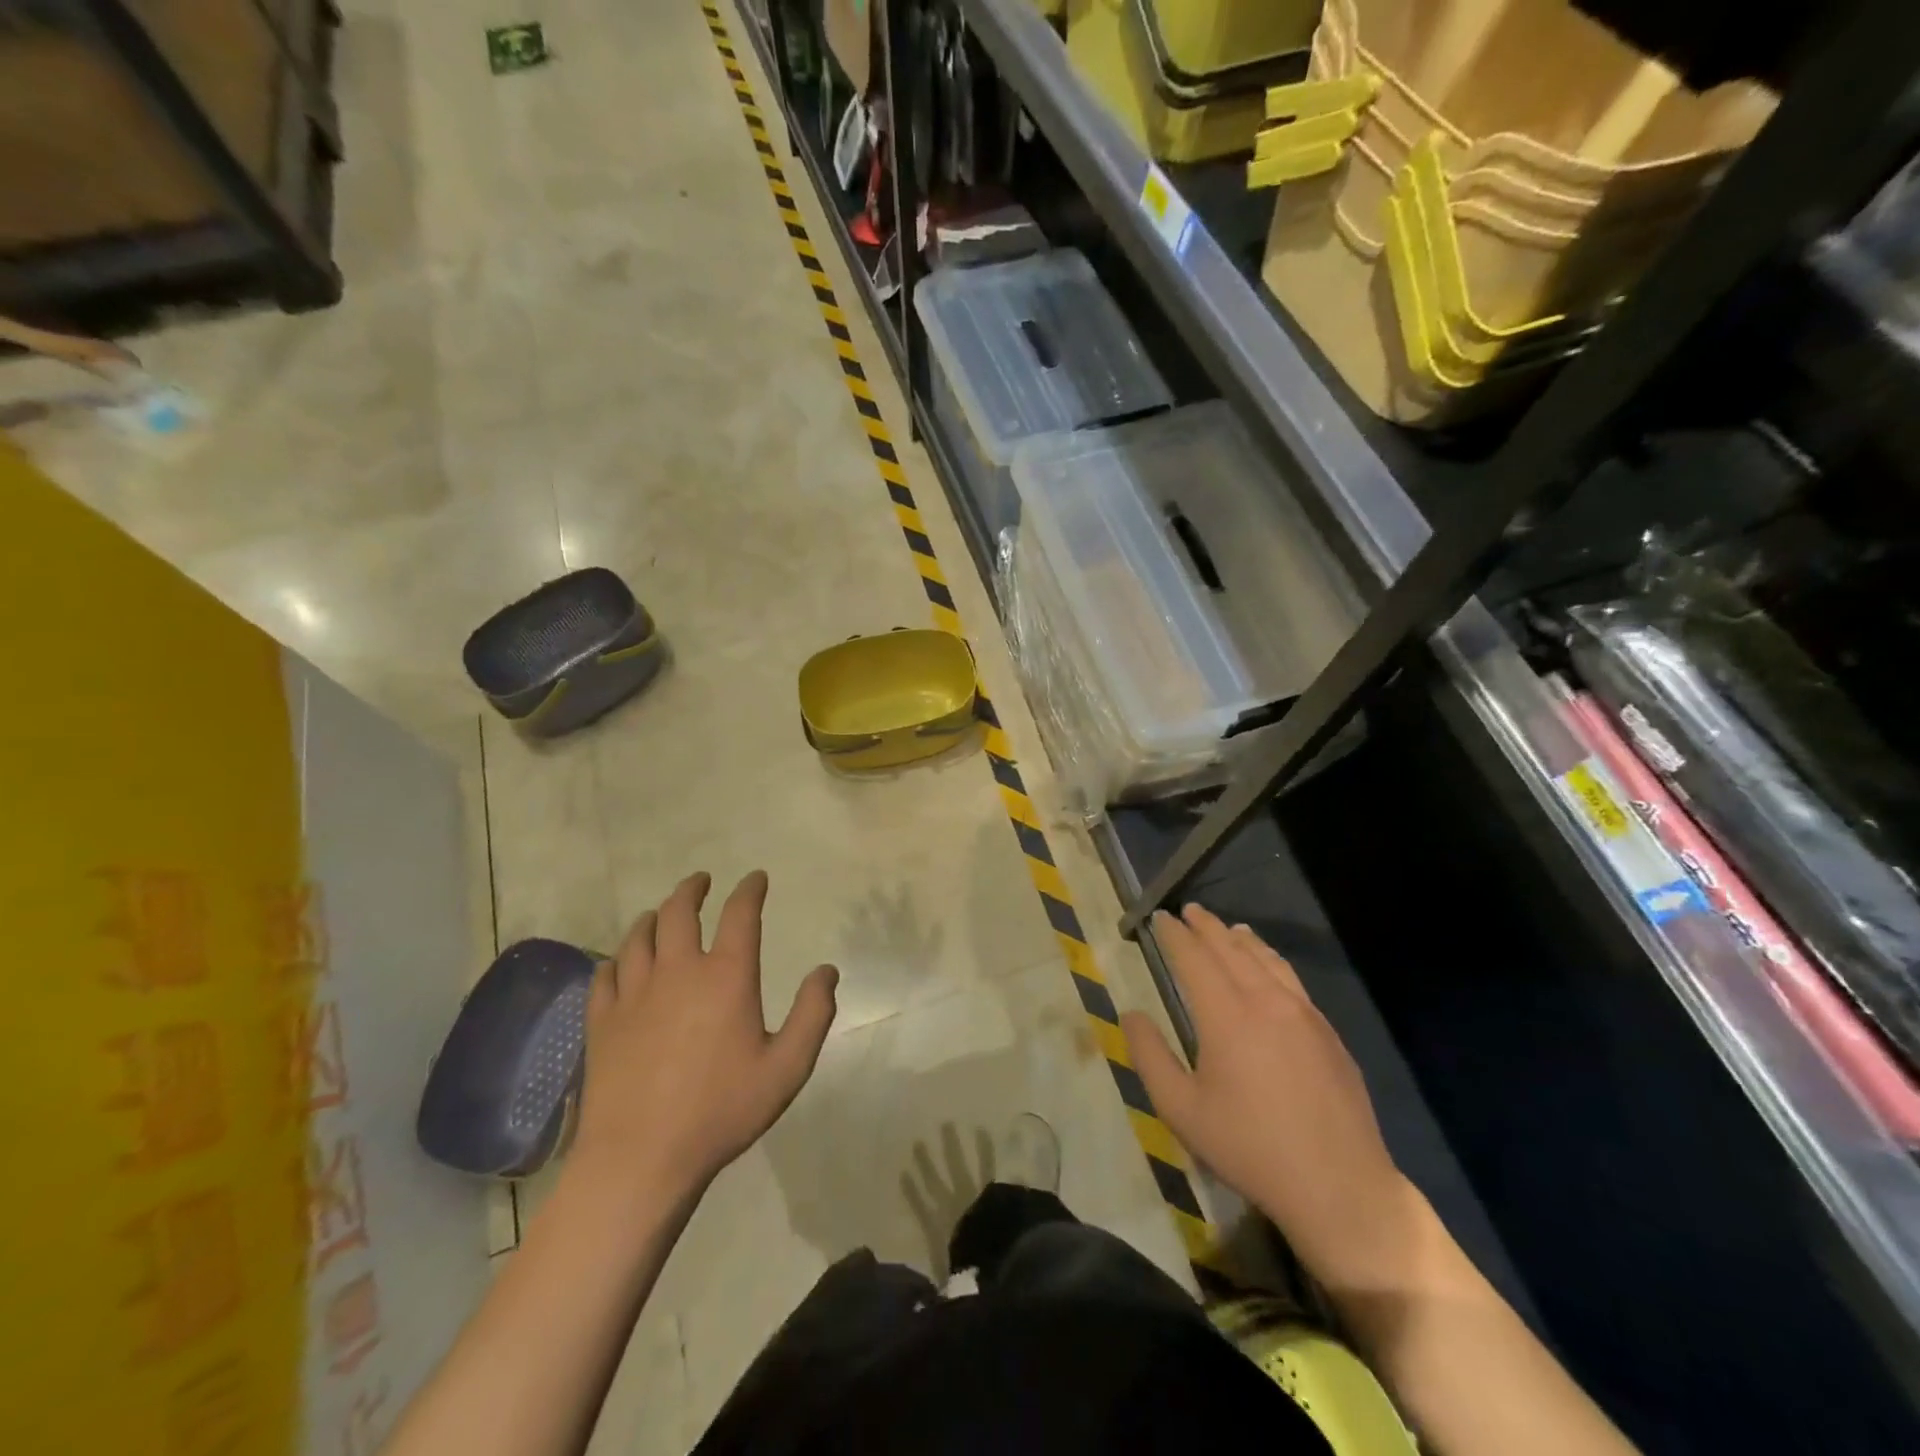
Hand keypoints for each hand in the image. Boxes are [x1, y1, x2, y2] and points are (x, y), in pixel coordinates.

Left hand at [571, 870, 839, 1198]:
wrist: (641, 1158)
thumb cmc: (721, 1110)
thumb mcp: (787, 1068)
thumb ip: (813, 1014)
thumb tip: (826, 971)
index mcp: (726, 976)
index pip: (740, 914)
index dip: (750, 890)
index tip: (756, 879)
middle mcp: (678, 971)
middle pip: (680, 911)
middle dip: (693, 889)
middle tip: (701, 881)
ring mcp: (634, 994)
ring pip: (639, 936)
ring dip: (654, 917)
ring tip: (662, 914)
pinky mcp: (602, 1021)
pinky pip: (606, 973)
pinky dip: (618, 959)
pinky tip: (622, 964)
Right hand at [1121, 905, 1419, 1287]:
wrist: (1339, 1186)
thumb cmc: (1249, 1148)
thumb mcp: (1182, 1109)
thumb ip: (1150, 1056)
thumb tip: (1131, 1014)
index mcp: (1226, 1015)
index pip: (1194, 958)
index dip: (1175, 935)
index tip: (1161, 918)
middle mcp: (1265, 1000)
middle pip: (1231, 949)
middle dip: (1206, 927)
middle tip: (1189, 911)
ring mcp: (1303, 1013)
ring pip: (1267, 960)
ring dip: (1241, 939)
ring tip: (1228, 929)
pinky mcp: (1328, 1032)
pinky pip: (1292, 980)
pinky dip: (1271, 961)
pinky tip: (1270, 968)